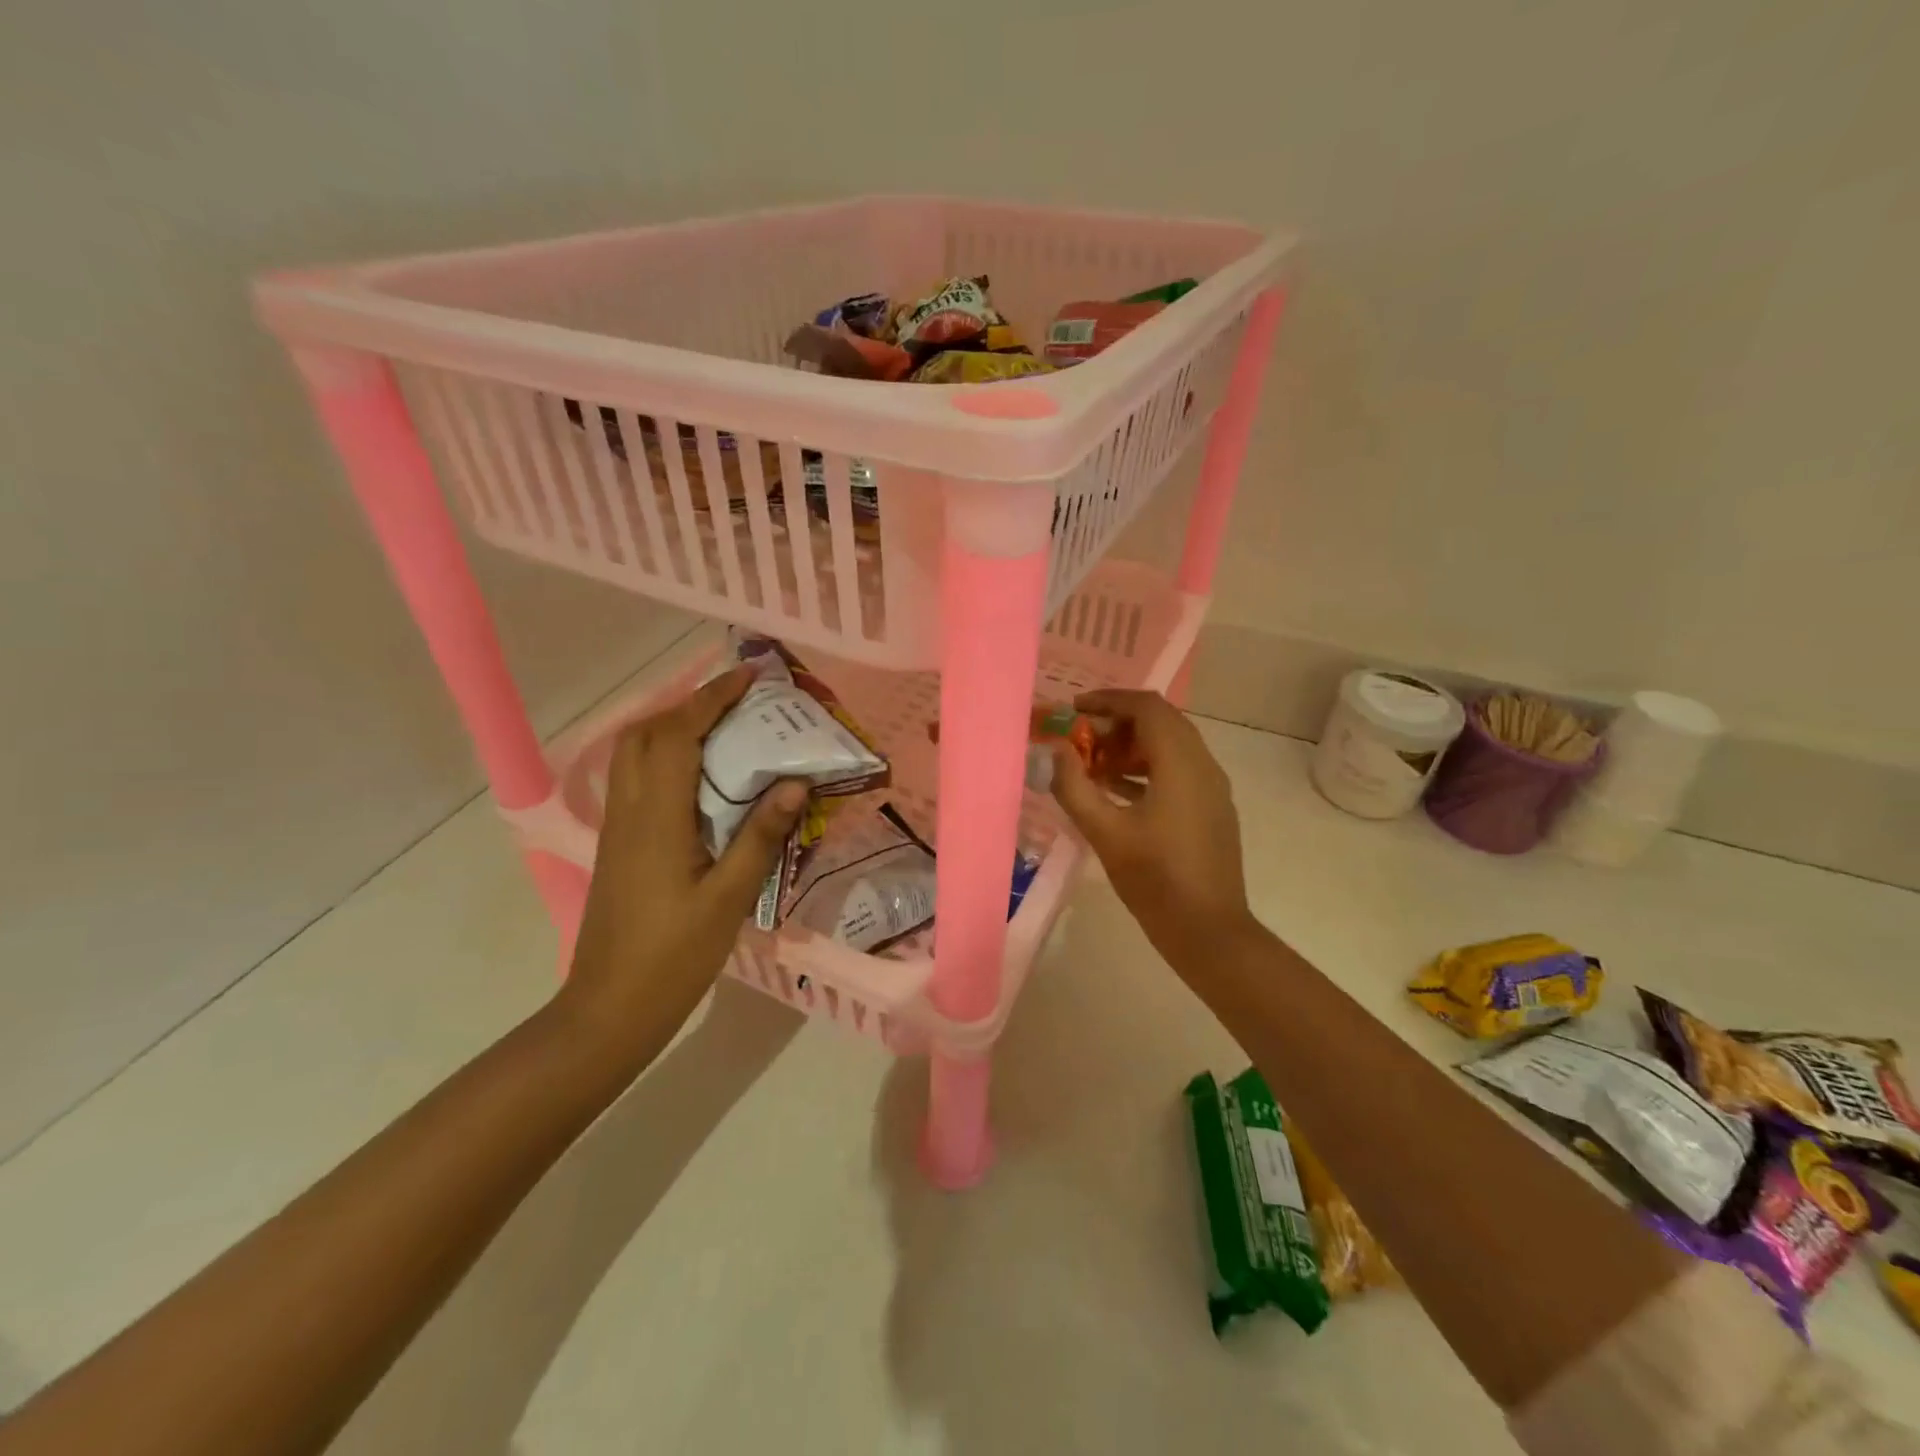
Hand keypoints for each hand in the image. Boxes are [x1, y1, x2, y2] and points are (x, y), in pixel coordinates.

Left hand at [558, 666, 807, 1059]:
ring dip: (674, 727)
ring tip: (723, 729)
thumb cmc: (673, 956)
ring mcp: (618, 827)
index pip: (679, 735)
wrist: (609, 1009)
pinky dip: (666, 757)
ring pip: (635, 754)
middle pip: (647, 733)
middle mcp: (630, 810)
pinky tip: (700, 778)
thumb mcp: (728, 899)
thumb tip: (794, 782)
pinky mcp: (619, 845)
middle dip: (690, 704)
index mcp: (657, 817)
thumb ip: (759, 836)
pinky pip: (638, 779)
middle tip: (739, 703)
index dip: (712, 698)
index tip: (749, 676)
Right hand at [1049, 689, 1258, 968]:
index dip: (1108, 700)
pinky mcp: (1211, 809)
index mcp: (1181, 763)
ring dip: (1130, 747)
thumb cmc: (1156, 880)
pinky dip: (1145, 769)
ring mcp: (1211, 788)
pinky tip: (1114, 791)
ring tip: (1091, 766)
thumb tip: (1054, 751)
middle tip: (1078, 740)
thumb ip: (1074, 787)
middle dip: (1116, 724)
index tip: (1073, 710)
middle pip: (1160, 722)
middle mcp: (1203, 765)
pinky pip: (1177, 770)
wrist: (1209, 931)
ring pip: (1169, 746)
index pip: (1147, 707)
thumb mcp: (1105, 833)